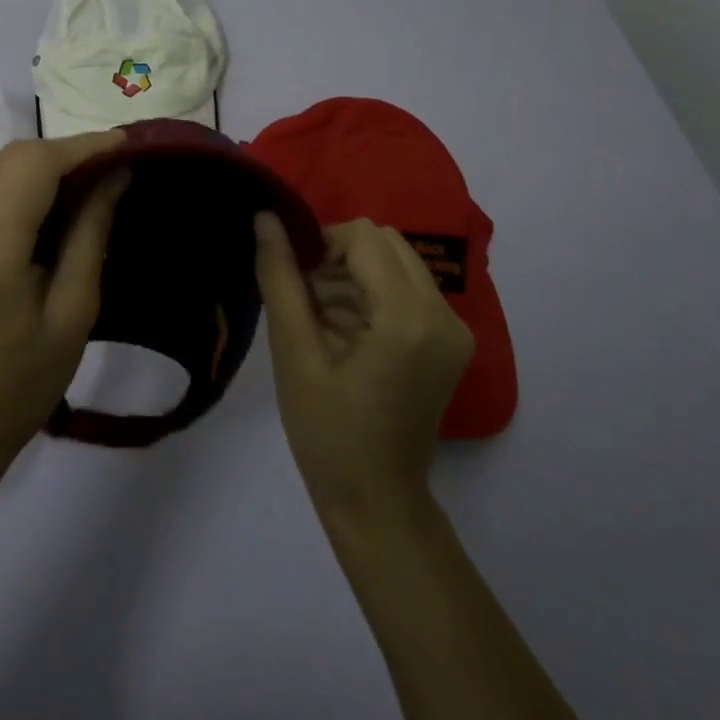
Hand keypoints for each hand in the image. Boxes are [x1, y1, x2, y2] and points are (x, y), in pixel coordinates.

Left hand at [0, 131, 128, 467]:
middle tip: (112, 164)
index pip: (34, 168)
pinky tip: (52, 206)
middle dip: (65, 151)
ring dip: (44, 166)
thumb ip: (90, 233)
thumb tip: (114, 175)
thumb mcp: (74, 312)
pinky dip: (22, 186)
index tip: (125, 143)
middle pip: (11, 158)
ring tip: (90, 180)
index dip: (82, 147)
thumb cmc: (25, 382)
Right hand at [255, 215, 474, 516]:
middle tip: (306, 297)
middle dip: (339, 257)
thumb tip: (265, 217)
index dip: (321, 243)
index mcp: (409, 317)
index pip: (364, 236)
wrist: (376, 502)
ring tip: (318, 319)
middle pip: (385, 243)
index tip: (295, 279)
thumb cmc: (328, 432)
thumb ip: (280, 277)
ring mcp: (453, 329)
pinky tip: (342, 331)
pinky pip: (407, 289)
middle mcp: (444, 314)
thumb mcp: (294, 351)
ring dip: (353, 275)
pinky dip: (371, 295)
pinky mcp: (450, 341)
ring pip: (396, 263)